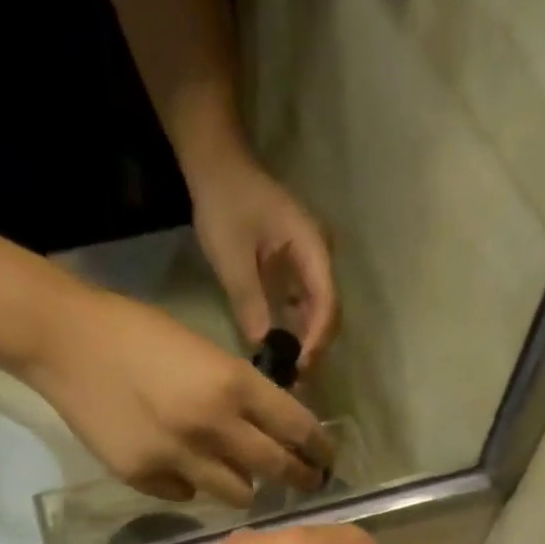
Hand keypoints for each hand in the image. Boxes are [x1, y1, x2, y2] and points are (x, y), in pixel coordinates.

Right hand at [25, 279, 330, 506]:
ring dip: (244, 486)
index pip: (298, 429)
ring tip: (236, 476)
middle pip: (276, 469)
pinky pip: (187, 495)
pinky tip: (177, 463)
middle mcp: (213, 427)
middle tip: (307, 483)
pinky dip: (191, 484)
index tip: (326, 460)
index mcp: (233, 385)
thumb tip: (269, 433)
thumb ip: (240, 394)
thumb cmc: (138, 333)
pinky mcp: (145, 478)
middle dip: (299, 479)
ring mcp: (178, 458)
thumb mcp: (206, 352)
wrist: (66, 342)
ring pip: (237, 495)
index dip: (319, 449)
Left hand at [191, 159, 337, 364]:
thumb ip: (249, 301)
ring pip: (317, 309)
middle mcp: (318, 255)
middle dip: (314, 346)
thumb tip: (262, 345)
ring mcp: (308, 260)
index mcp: (312, 247)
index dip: (316, 339)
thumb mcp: (232, 257)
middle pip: (328, 310)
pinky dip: (295, 327)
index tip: (298, 366)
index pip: (326, 303)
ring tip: (288, 369)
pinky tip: (280, 346)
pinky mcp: (294, 266)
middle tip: (294, 378)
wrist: (216, 165)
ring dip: (306, 340)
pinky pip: (303, 303)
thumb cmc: (225, 204)